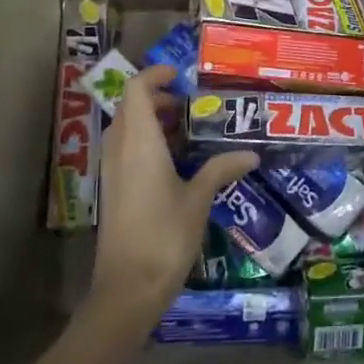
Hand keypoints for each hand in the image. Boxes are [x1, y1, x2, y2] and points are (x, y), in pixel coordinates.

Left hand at [93, 65, 256, 317]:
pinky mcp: (113, 190)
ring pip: (127, 130)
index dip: (155, 76)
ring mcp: (113, 171)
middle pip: (131, 107)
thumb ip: (220, 169)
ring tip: (191, 130)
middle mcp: (119, 149)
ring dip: (154, 122)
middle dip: (159, 99)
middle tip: (193, 105)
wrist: (128, 288)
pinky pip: (127, 150)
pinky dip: (148, 143)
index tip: (181, 77)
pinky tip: (178, 162)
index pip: (135, 90)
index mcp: (138, 142)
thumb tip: (251, 154)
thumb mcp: (198, 199)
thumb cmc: (165, 235)